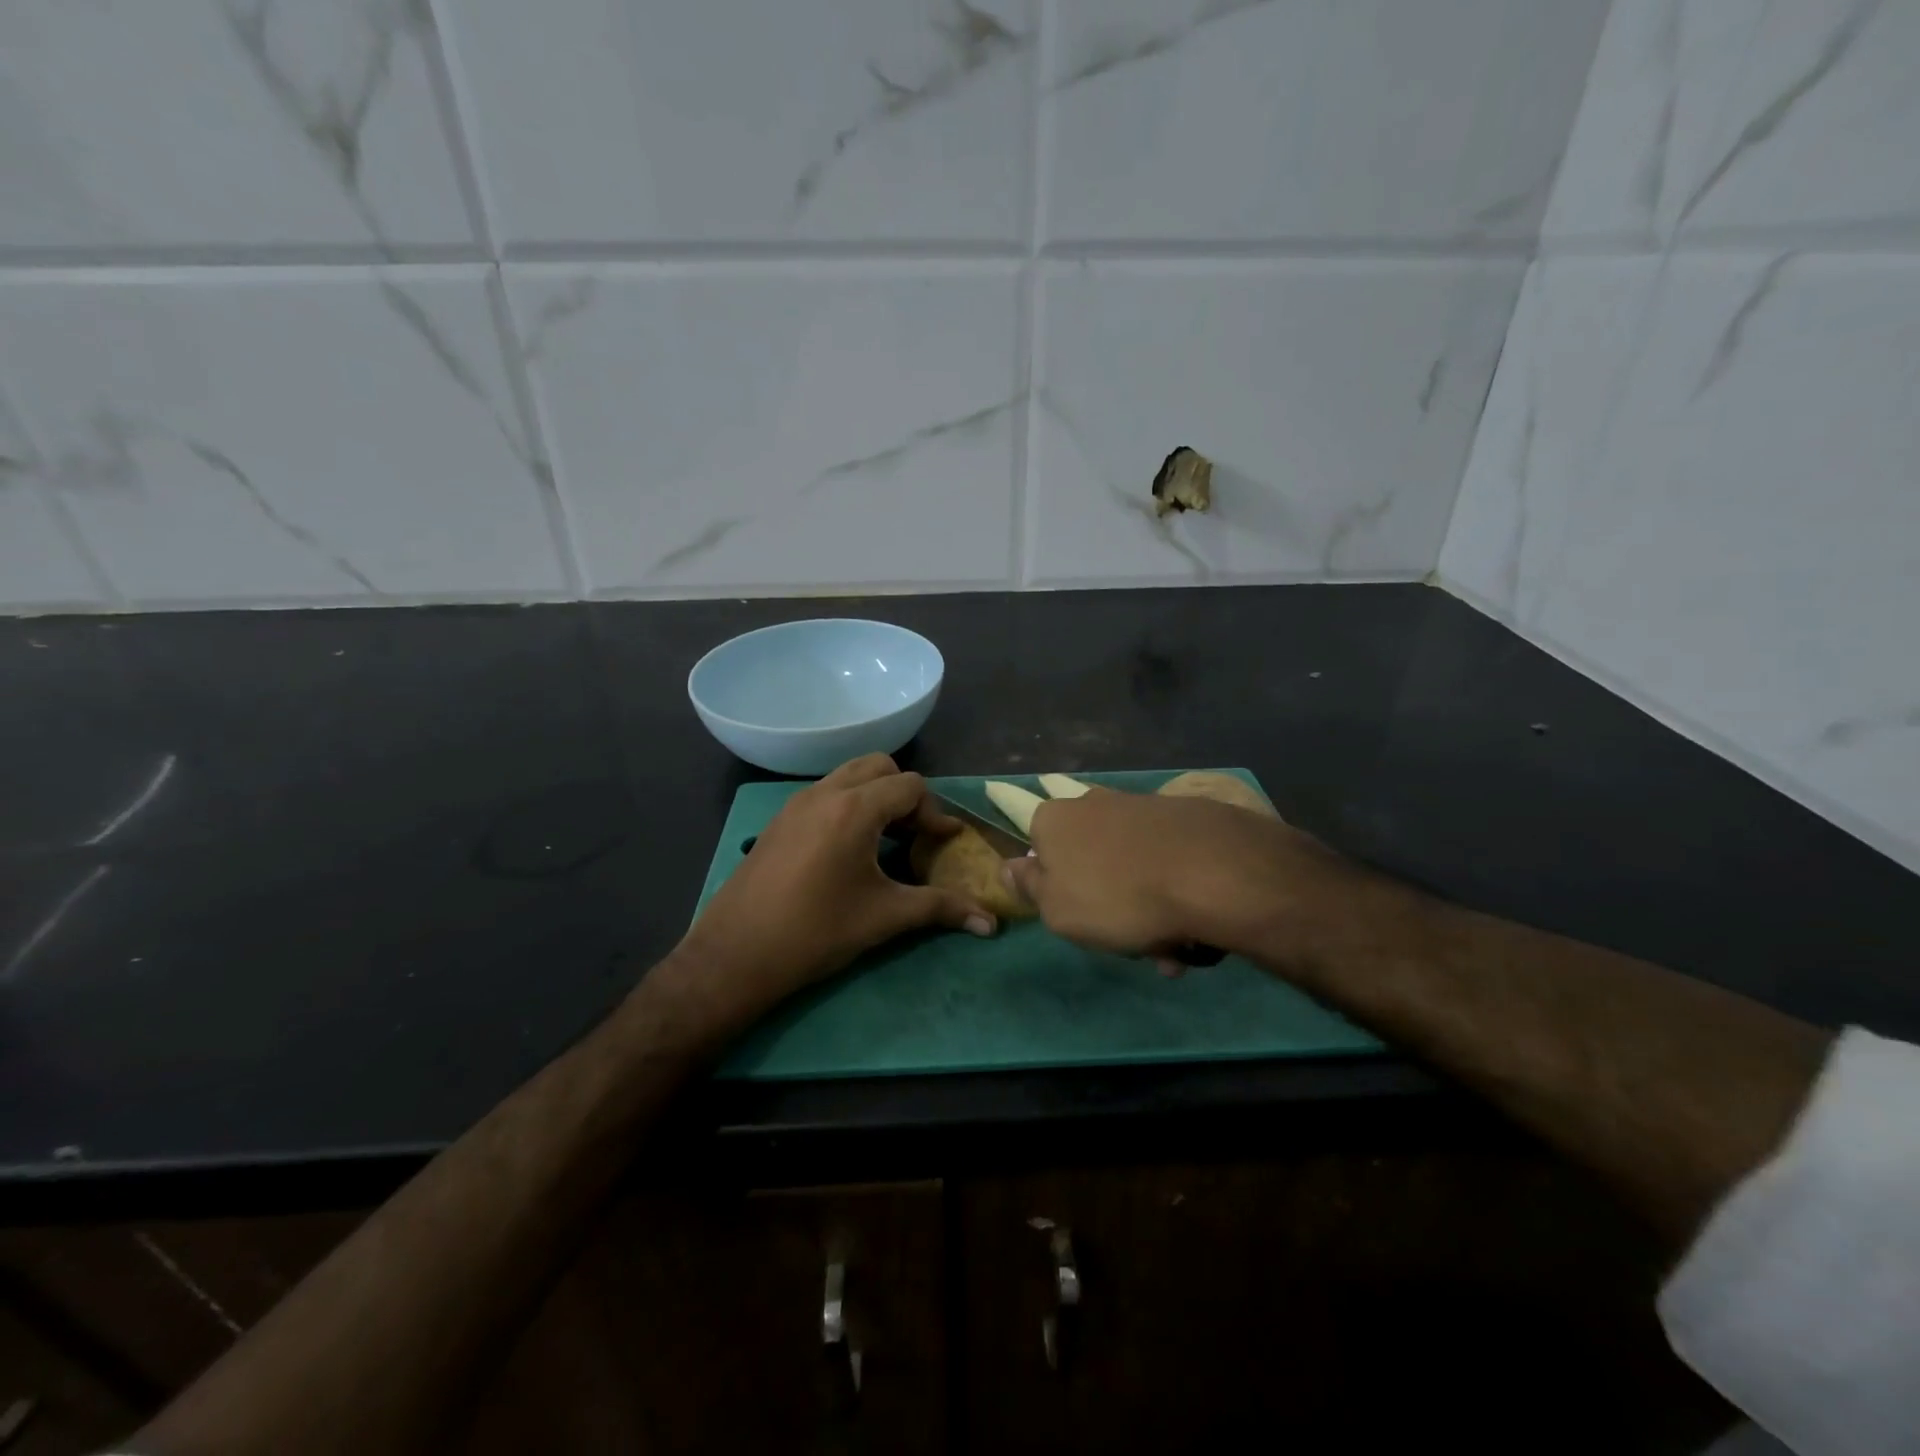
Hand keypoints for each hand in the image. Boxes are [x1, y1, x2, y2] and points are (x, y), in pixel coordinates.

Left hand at [668, 756, 995, 1029]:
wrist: (735, 955)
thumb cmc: (816, 932)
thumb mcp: (884, 918)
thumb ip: (941, 910)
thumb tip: (990, 925)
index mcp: (854, 809)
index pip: (910, 786)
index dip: (934, 812)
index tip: (943, 843)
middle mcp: (825, 793)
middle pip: (879, 767)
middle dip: (905, 794)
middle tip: (914, 835)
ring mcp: (796, 803)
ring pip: (848, 776)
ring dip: (874, 796)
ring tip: (885, 841)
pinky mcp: (780, 820)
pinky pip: (825, 793)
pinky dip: (848, 805)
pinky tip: (848, 851)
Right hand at [1004, 790, 1381, 971]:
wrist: (1211, 871)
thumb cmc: (1116, 897)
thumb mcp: (1056, 910)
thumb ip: (1029, 887)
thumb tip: (1009, 866)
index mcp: (1053, 820)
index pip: (1038, 849)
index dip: (1055, 888)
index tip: (1078, 920)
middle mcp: (1092, 803)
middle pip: (1089, 859)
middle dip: (1106, 902)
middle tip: (1131, 944)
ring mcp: (1140, 806)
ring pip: (1131, 866)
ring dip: (1145, 908)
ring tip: (1170, 948)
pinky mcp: (1183, 815)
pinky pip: (1166, 862)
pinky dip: (1174, 893)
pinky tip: (1192, 927)